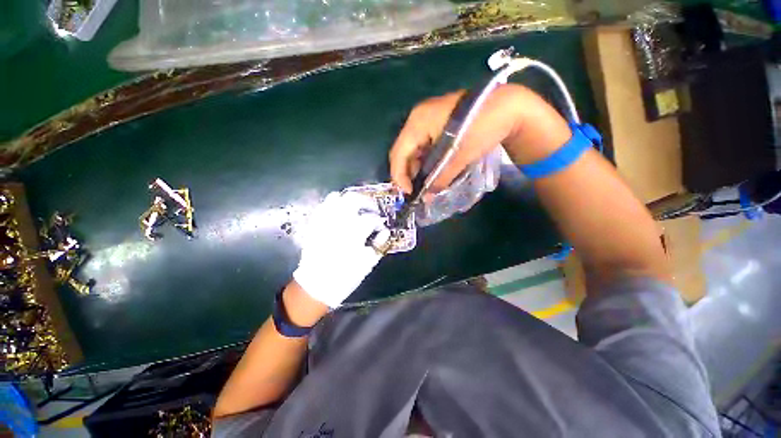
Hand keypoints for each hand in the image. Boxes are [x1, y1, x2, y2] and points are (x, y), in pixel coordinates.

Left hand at [293, 192, 388, 307]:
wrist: (316, 286)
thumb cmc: (345, 276)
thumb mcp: (367, 264)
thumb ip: (378, 245)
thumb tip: (385, 232)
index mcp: (354, 233)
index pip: (371, 218)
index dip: (379, 222)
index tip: (381, 227)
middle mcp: (338, 222)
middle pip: (353, 199)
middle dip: (366, 201)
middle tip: (372, 208)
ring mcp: (324, 221)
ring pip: (335, 198)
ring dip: (348, 200)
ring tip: (356, 208)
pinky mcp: (314, 225)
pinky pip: (322, 207)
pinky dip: (333, 206)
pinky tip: (339, 213)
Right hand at [389, 84, 570, 193]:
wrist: (509, 106)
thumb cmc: (482, 128)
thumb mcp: (459, 157)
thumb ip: (440, 178)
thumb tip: (426, 197)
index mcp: (418, 123)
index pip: (398, 154)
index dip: (400, 176)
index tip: (409, 194)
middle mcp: (417, 119)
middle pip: (403, 151)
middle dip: (409, 173)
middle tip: (418, 191)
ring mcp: (426, 119)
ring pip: (414, 149)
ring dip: (418, 168)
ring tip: (427, 183)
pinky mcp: (436, 123)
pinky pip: (424, 145)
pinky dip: (427, 160)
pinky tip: (434, 170)